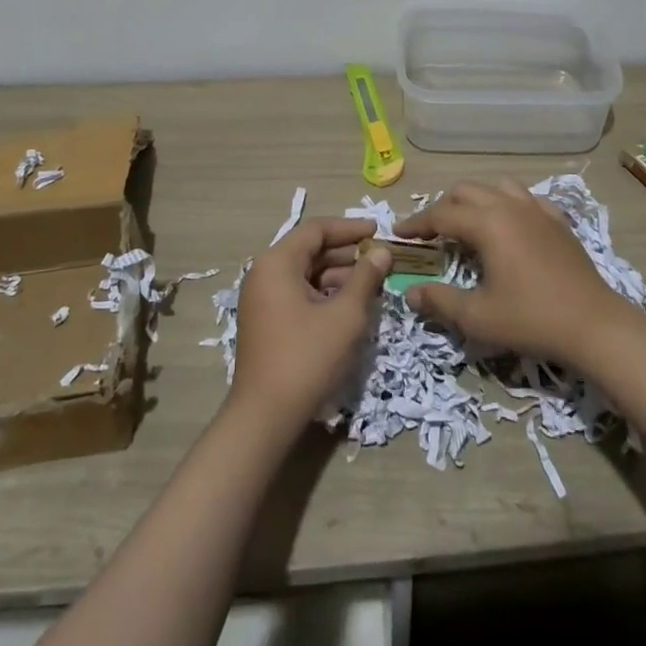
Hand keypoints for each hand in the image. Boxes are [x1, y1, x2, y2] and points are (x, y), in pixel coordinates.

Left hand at [229, 219, 390, 432]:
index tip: (378, 231)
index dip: (349, 228)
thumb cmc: (307, 357)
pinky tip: (351, 307)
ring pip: (306, 274)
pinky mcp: (267, 322)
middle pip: (310, 251)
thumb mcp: (345, 315)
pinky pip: (299, 294)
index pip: (316, 230)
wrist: (266, 416)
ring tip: (373, 285)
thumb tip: (382, 251)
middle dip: (347, 254)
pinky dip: (325, 295)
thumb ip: (365, 277)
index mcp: (276, 263)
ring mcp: (263, 300)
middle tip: (381, 260)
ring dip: (339, 276)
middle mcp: (264, 274)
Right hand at [394, 180, 635, 365]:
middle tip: (430, 231)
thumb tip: (409, 292)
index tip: (398, 233)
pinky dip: (507, 203)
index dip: (416, 223)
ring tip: (467, 221)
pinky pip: (526, 198)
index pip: (441, 214)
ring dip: (475, 198)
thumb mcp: (478, 317)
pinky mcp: (558, 221)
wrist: (594, 325)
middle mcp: (509, 206)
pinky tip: (508, 223)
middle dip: (443, 206)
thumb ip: (439, 301)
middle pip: (466, 191)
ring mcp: (537, 210)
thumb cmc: (531, 319)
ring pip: (497, 187)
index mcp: (487, 223)